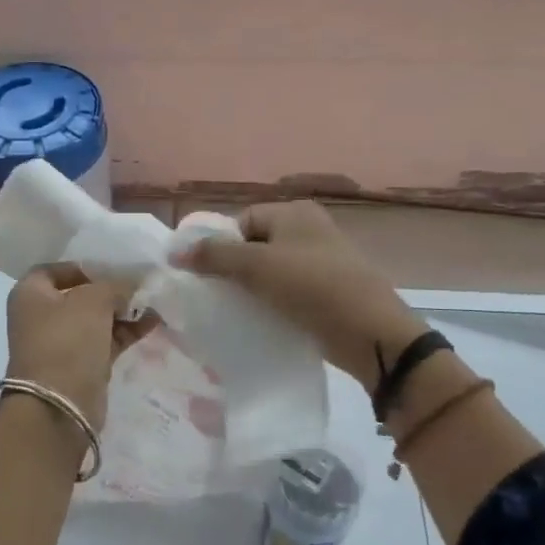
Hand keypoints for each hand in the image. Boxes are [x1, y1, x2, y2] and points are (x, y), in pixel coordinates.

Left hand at [5, 263, 146, 430]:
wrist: (59, 405)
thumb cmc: (67, 340)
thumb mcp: (93, 300)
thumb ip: (114, 285)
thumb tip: (130, 283)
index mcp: (30, 294)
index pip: (54, 269)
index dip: (82, 266)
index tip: (111, 267)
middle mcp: (41, 316)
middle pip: (78, 294)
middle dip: (109, 289)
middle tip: (139, 283)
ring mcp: (60, 343)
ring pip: (95, 319)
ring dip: (122, 310)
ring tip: (153, 301)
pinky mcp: (80, 365)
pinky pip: (105, 340)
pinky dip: (126, 331)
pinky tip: (153, 321)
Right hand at [171, 200, 425, 394]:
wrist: (371, 332)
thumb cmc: (312, 287)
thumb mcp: (256, 266)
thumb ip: (214, 256)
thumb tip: (174, 252)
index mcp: (294, 212)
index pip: (241, 221)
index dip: (222, 246)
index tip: (211, 276)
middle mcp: (308, 229)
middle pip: (254, 246)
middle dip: (235, 270)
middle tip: (221, 297)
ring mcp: (321, 260)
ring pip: (271, 271)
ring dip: (253, 290)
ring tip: (240, 312)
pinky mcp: (327, 290)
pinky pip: (288, 292)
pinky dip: (273, 303)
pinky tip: (263, 321)